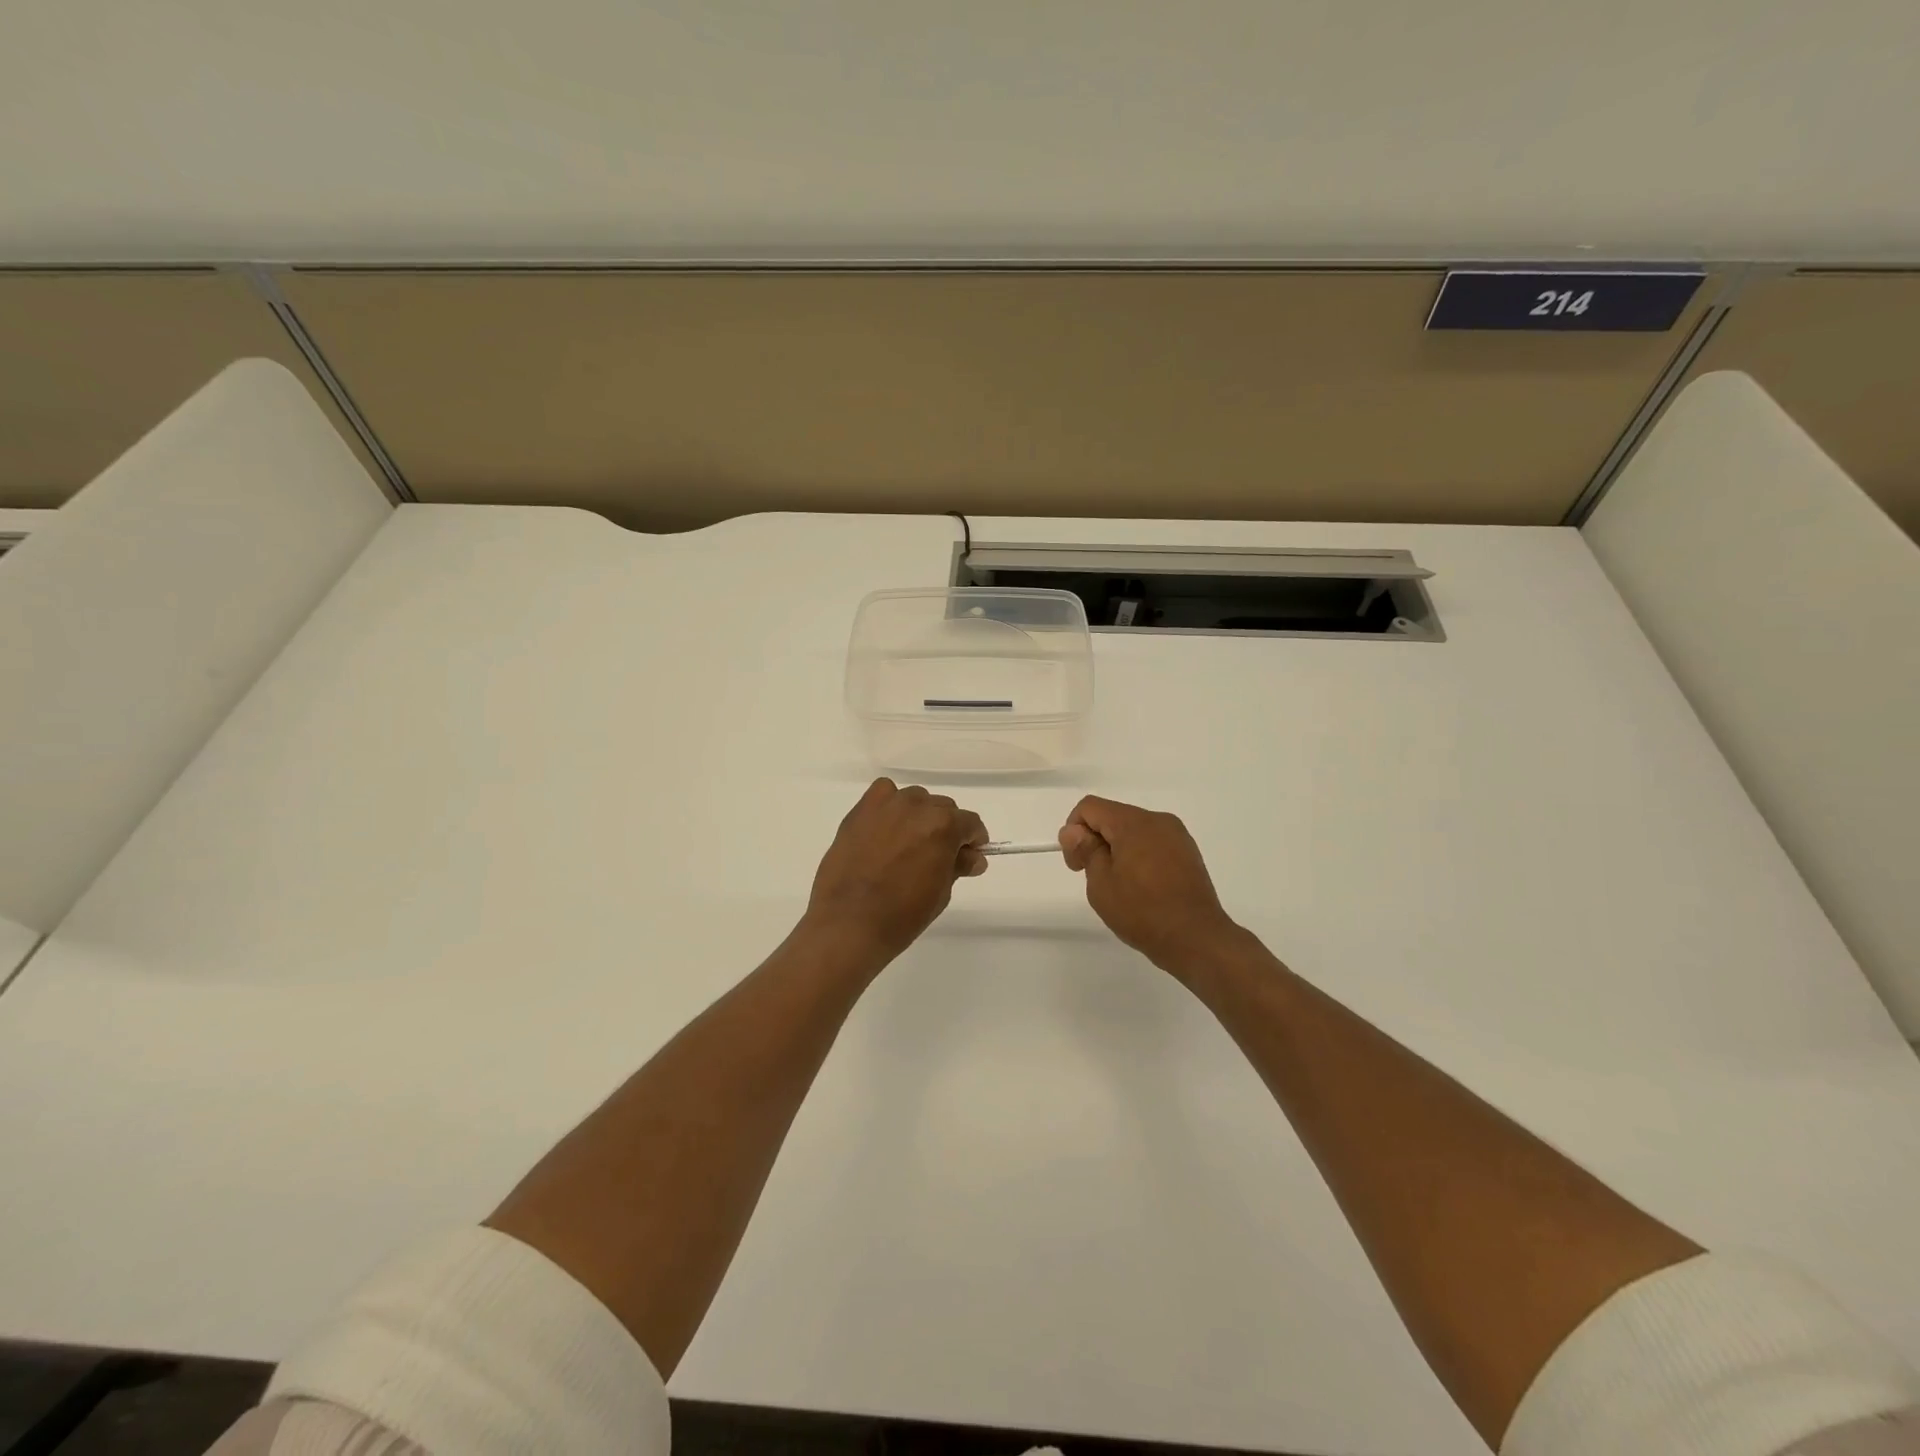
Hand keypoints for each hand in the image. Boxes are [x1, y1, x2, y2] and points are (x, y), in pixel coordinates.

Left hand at [804, 779, 988, 966]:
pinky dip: (890, 807)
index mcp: (944, 826)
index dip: (973, 841)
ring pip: (915, 800)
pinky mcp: (860, 810)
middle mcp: (917, 806)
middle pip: (943, 808)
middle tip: (936, 857)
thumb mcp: (941, 892)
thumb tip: (973, 857)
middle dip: (946, 830)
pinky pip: (884, 794)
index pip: (970, 823)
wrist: (849, 923)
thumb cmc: (902, 915)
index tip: (968, 857)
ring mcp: (886, 805)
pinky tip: (886, 829)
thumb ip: (958, 866)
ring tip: (907, 845)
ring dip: (918, 817)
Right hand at [1059, 795, 1242, 975]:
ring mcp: (1177, 836)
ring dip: (1118, 849)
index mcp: (1134, 822)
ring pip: (1134, 830)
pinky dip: (1139, 856)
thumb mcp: (1101, 883)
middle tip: (1094, 878)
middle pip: (1113, 816)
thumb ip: (1085, 850)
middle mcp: (1158, 820)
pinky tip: (1142, 887)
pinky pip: (1154, 843)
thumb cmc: (1142, 911)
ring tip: (1120, 886)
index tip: (1077, 864)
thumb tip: (1074, 830)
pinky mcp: (1189, 852)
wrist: (1196, 938)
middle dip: (1096, 841)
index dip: (1074, 831)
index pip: (1090, 807)